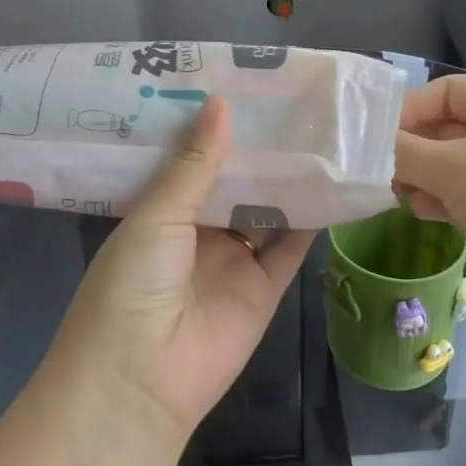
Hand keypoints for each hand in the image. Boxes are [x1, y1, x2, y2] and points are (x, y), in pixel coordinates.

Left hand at [55, 96, 313, 439]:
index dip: (214, 128)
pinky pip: (292, 247)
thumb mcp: (156, 216)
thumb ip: (193, 164)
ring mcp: (233, 260)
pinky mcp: (265, 287)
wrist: (141, 379)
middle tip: (290, 100)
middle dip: (257, 148)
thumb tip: (220, 104)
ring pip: (266, 210)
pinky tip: (333, 182)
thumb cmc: (132, 284)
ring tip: (318, 130)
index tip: (241, 86)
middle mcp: (198, 232)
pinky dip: (312, 220)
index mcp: (161, 211)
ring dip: (288, 178)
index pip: (192, 159)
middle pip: (234, 182)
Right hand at [394, 74, 465, 343]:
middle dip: (414, 149)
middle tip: (380, 171)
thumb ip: (402, 151)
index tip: (374, 138)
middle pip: (451, 128)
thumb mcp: (450, 168)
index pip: (448, 91)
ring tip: (399, 195)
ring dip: (425, 177)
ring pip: (458, 164)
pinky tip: (424, 213)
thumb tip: (367, 144)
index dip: (409, 110)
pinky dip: (445, 199)